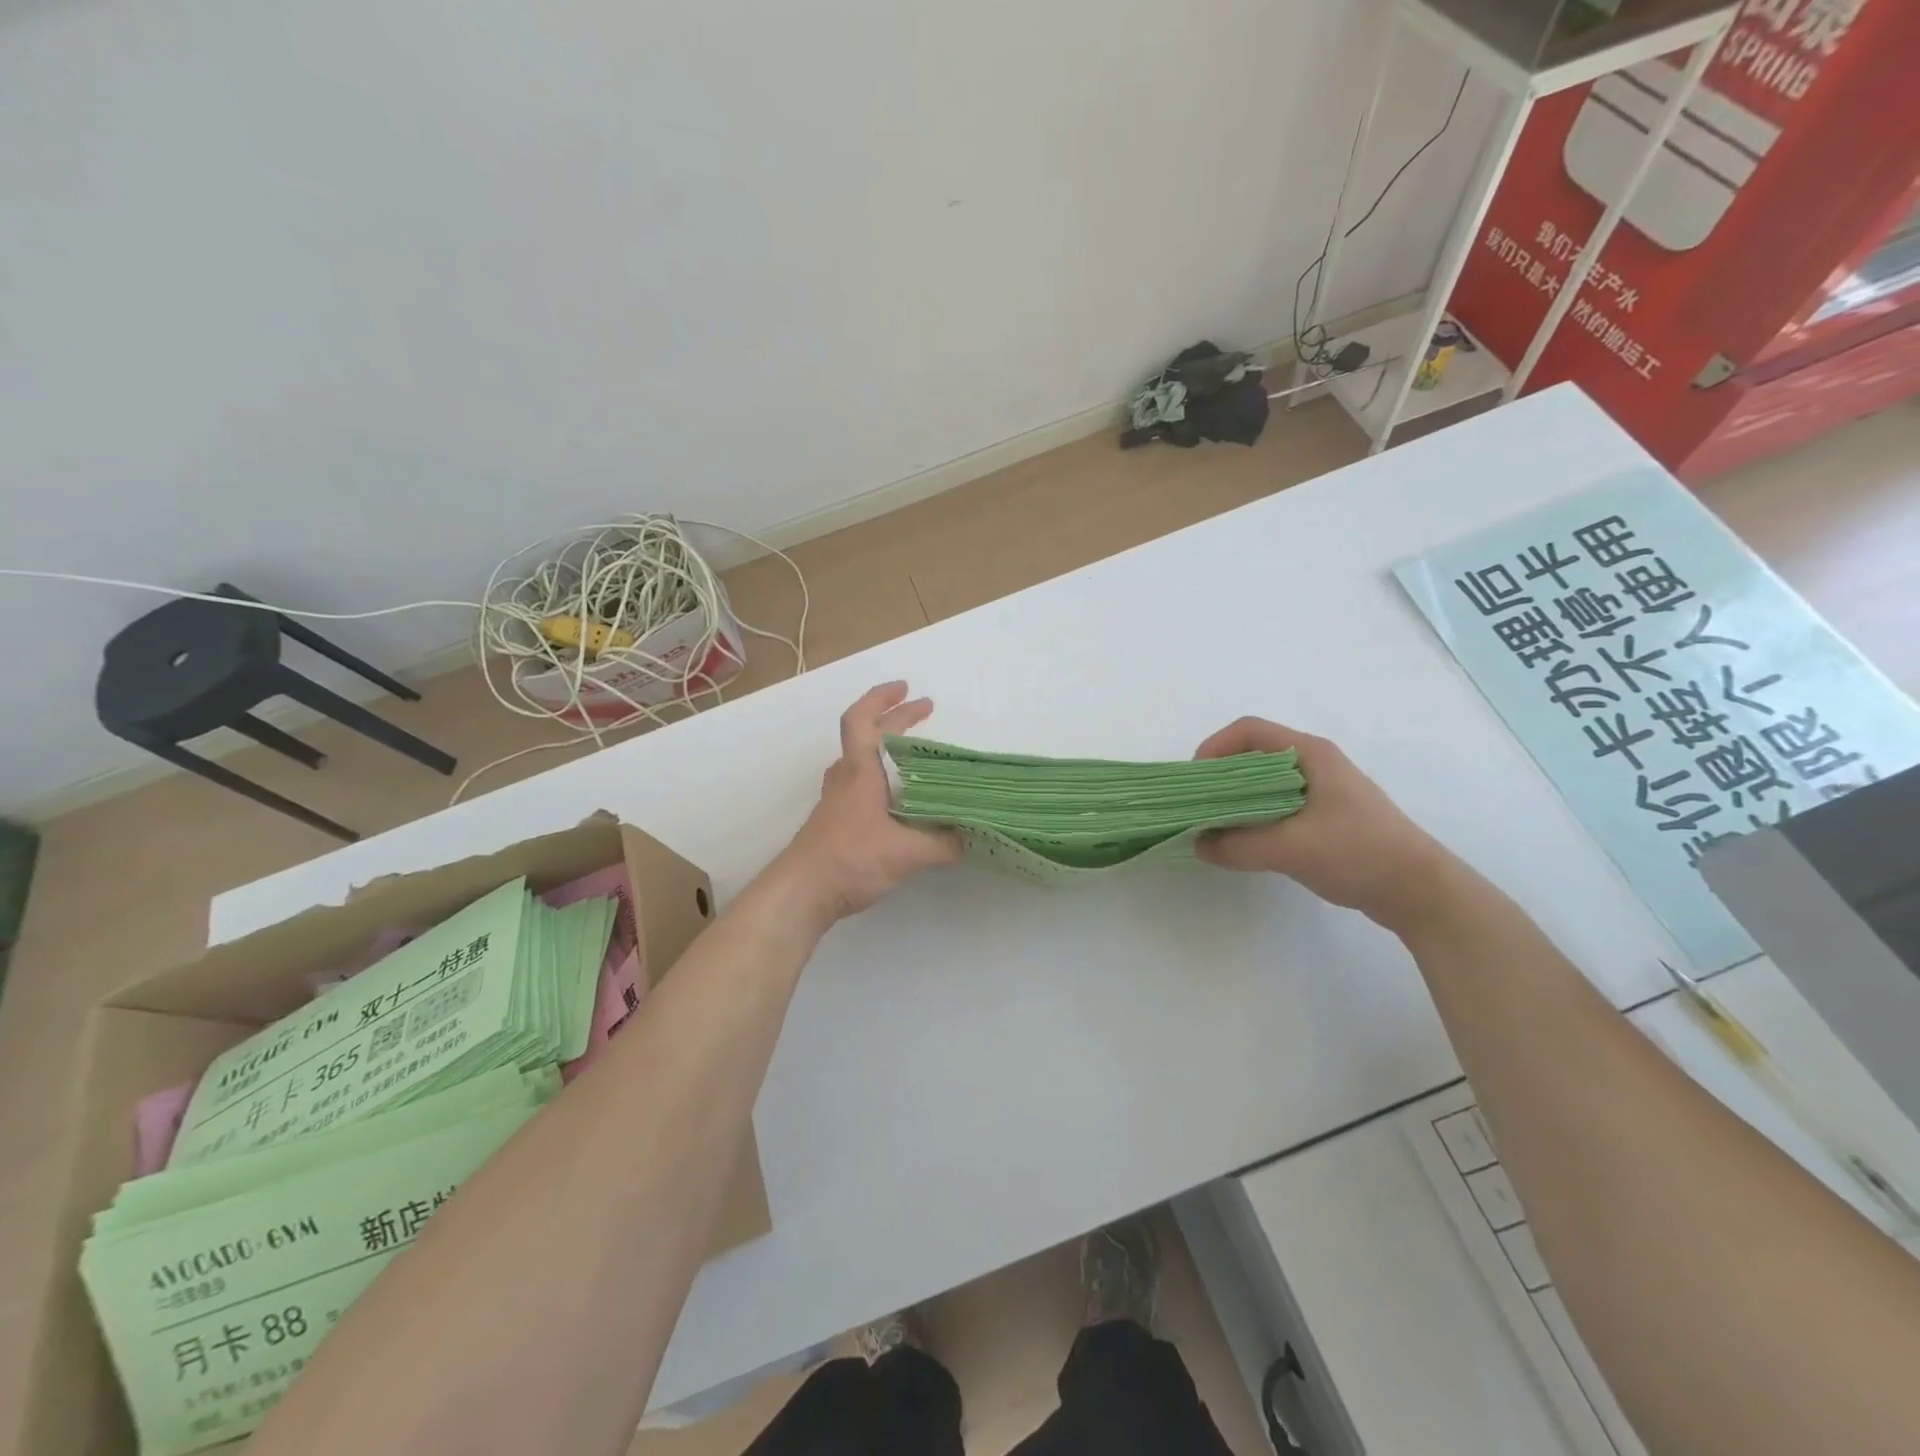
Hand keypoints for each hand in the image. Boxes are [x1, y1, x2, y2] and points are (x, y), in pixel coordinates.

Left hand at [773, 682, 961, 925]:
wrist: (800, 893)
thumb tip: (969, 838)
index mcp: (859, 772)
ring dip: (886, 750)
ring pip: (861, 762)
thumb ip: (942, 844)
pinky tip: (900, 802)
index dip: (881, 698)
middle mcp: (845, 779)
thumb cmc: (849, 859)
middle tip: (925, 710)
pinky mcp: (835, 823)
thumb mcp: (906, 853)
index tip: (905, 688)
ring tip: (915, 754)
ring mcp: (836, 801)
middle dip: (896, 719)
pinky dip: (882, 779)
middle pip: (867, 736)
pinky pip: (861, 786)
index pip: (862, 720)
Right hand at [1193, 717, 1460, 931]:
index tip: (1195, 781)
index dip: (1214, 747)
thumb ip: (1237, 846)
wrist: (1420, 890)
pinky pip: (1276, 805)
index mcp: (1309, 754)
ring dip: (1235, 800)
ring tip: (1214, 826)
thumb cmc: (1358, 853)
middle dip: (1219, 777)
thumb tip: (1197, 844)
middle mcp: (1313, 764)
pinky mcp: (1324, 816)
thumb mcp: (1290, 849)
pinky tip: (1244, 842)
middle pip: (1252, 755)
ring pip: (1263, 783)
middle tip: (1197, 806)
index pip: (1248, 730)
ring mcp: (1321, 790)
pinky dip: (1253, 817)